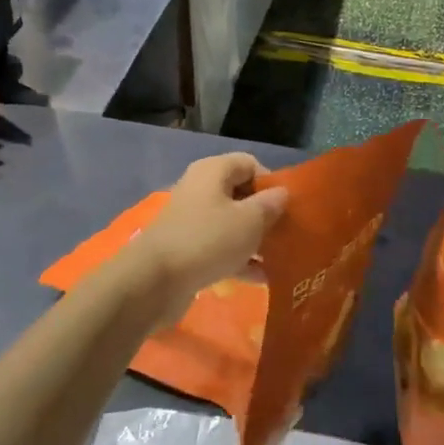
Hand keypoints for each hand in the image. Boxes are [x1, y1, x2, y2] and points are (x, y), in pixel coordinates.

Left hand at [125, 153, 288, 310]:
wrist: (154, 281)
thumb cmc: (208, 240)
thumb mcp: (249, 221)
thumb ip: (270, 205)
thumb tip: (282, 194)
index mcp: (213, 171)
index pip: (250, 164)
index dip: (272, 182)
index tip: (289, 207)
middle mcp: (201, 189)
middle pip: (241, 194)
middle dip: (266, 214)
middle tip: (289, 234)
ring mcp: (192, 220)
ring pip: (232, 224)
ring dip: (255, 239)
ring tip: (281, 258)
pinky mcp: (187, 249)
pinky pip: (220, 248)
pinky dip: (239, 259)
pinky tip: (262, 278)